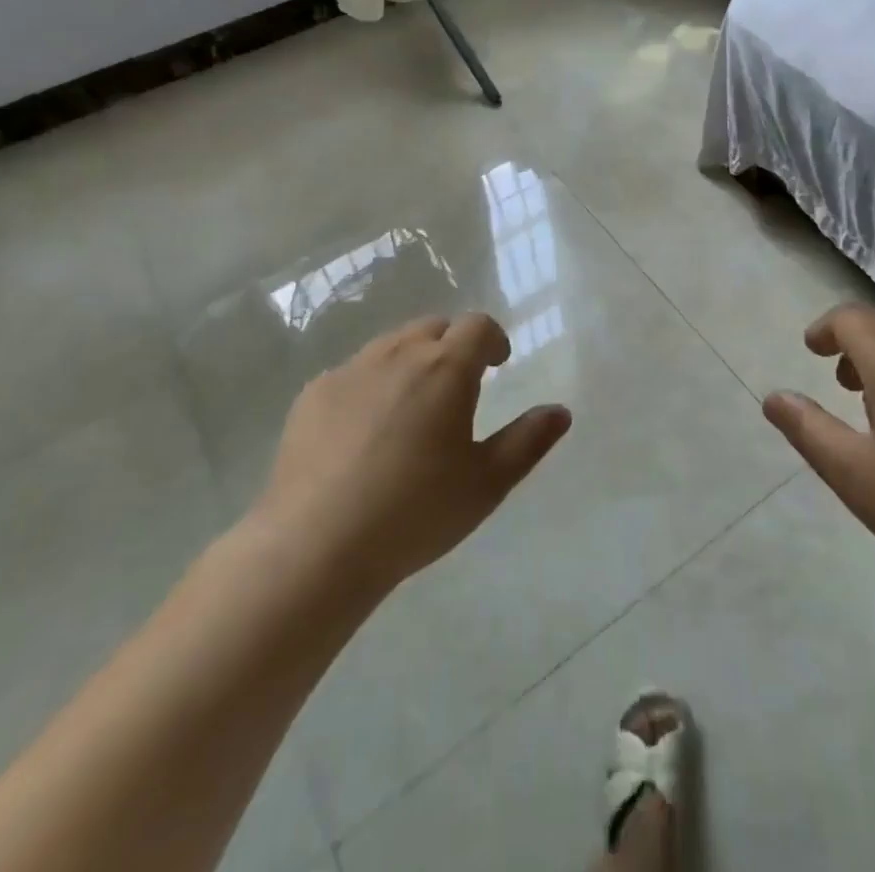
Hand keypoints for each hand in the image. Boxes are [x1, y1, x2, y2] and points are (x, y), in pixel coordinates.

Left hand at [250, 314, 571, 603]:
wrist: (315, 547)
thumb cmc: (415, 512)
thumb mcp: (487, 483)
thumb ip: (528, 440)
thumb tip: (561, 411)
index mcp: (446, 368)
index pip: (478, 326)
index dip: (493, 339)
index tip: (498, 363)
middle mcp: (398, 355)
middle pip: (433, 327)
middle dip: (453, 345)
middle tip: (459, 384)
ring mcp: (350, 371)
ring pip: (391, 345)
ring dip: (412, 359)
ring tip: (413, 405)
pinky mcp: (312, 395)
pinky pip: (352, 372)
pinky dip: (370, 384)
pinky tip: (364, 430)